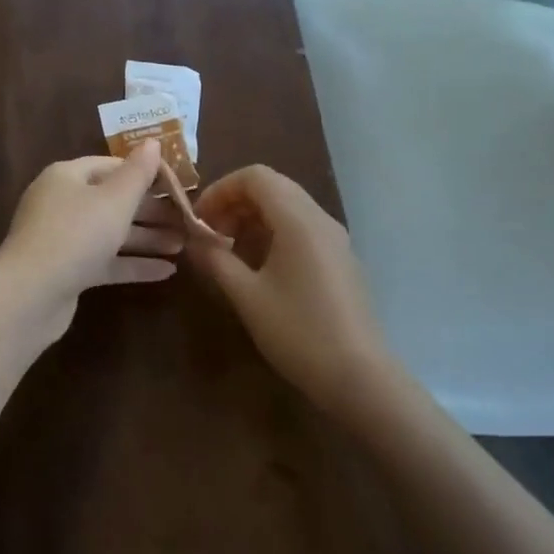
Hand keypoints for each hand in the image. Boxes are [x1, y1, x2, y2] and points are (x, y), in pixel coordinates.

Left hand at [0, 141, 182, 331]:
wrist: (30, 295)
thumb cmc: (76, 235)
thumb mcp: (114, 200)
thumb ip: (138, 173)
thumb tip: (153, 142)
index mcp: (67, 176)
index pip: (111, 166)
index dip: (145, 173)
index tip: (177, 186)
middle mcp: (62, 203)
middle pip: (113, 200)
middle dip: (150, 211)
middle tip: (186, 220)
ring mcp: (63, 238)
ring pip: (111, 232)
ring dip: (147, 238)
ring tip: (183, 246)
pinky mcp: (67, 270)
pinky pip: (105, 261)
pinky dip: (133, 263)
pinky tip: (166, 272)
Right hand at [186, 166, 389, 417]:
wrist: (360, 377)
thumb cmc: (298, 331)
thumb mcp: (246, 296)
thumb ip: (215, 259)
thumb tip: (193, 240)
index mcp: (298, 219)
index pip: (255, 176)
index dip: (221, 189)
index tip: (199, 219)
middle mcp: (320, 219)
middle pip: (272, 187)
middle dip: (234, 203)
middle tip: (210, 235)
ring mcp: (335, 239)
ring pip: (287, 207)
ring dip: (253, 219)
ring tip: (229, 252)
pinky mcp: (340, 259)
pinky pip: (301, 228)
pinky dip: (273, 233)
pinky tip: (259, 268)